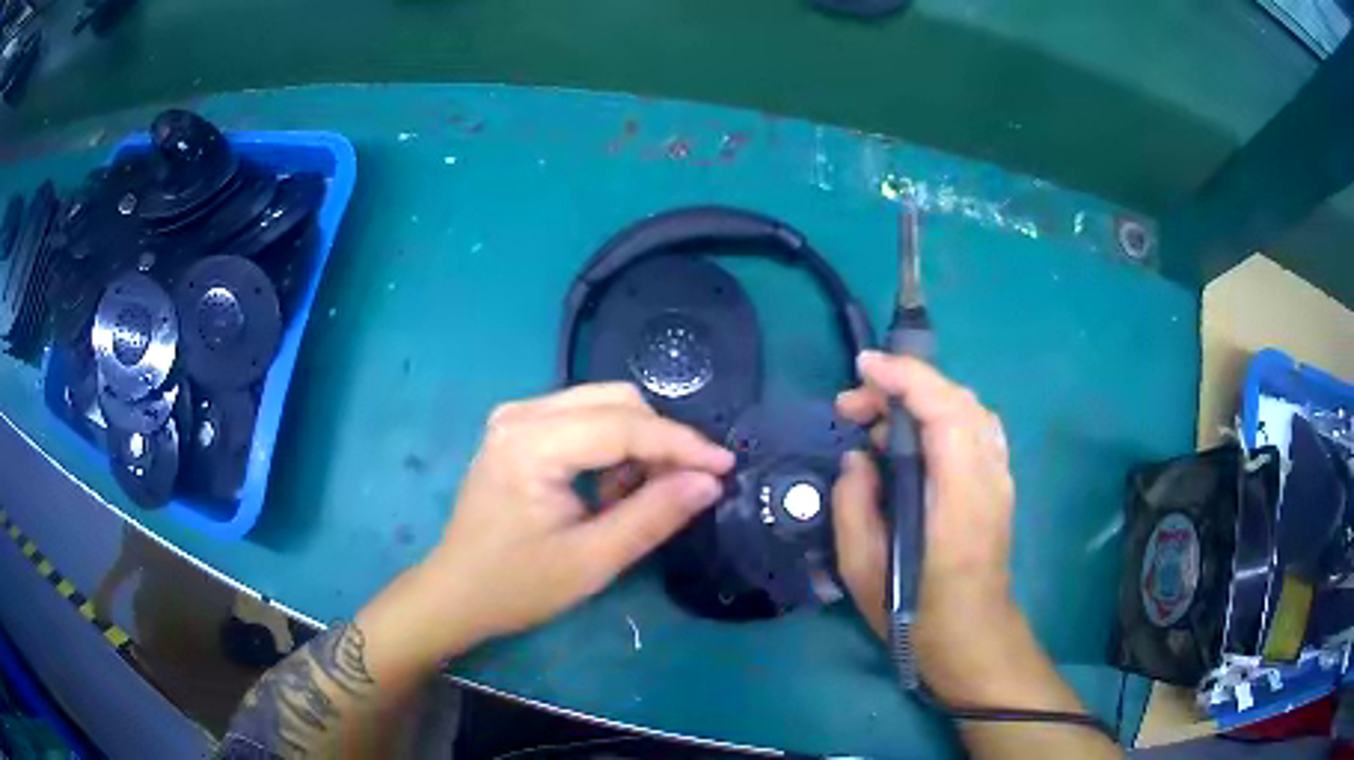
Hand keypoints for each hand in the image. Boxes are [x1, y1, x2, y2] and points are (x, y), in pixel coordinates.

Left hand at [415, 383, 734, 655]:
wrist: (456, 593)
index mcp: (531, 443)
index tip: (726, 467)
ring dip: (636, 443)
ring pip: (602, 405)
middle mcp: (520, 414)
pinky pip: (582, 419)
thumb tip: (709, 482)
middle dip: (660, 440)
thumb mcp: (592, 561)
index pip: (623, 425)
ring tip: (637, 497)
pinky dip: (611, 447)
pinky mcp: (517, 430)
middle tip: (685, 486)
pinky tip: (609, 490)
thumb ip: (653, 516)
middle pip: (615, 401)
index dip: (681, 444)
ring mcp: (515, 417)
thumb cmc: (517, 585)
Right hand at [832, 351, 1017, 701]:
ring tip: (878, 422)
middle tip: (854, 407)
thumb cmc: (916, 614)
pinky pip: (975, 429)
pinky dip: (942, 415)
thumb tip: (859, 458)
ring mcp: (1000, 479)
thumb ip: (853, 504)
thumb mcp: (863, 570)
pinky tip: (913, 440)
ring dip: (923, 399)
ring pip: (969, 410)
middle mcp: (989, 477)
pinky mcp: (998, 485)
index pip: (945, 411)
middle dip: (904, 386)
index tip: (863, 368)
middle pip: (958, 400)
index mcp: (959, 498)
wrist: (973, 639)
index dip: (905, 378)